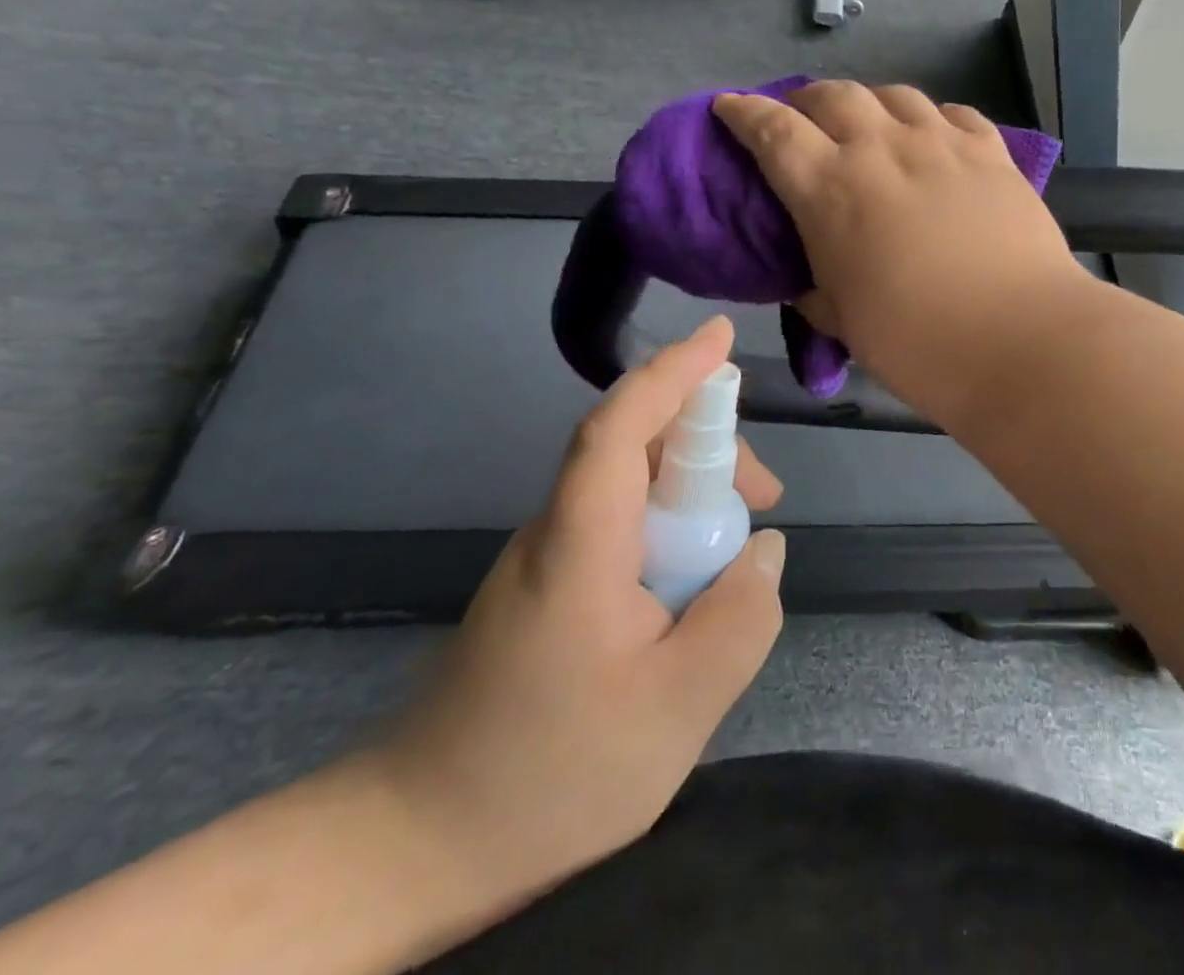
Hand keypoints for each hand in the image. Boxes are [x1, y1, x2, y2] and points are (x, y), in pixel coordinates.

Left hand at [361, 317, 785, 921]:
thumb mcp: (677, 710)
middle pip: (633, 447)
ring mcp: (546, 558)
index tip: (721, 337)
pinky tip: (692, 585)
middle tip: (767, 493)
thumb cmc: (550, 774)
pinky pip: (619, 525)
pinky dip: (668, 527)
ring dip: (692, 491)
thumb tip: (766, 547)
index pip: (620, 427)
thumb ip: (739, 620)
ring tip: (739, 550)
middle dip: (708, 445)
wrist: (416, 845)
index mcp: (581, 544)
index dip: (672, 373)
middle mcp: (557, 531)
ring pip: (629, 486)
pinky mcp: (547, 586)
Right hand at [712, 81, 1091, 419]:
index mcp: (831, 189)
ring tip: (869, 123)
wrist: (1021, 340)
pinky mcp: (992, 153)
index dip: (744, 112)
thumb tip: (814, 285)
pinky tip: (933, 137)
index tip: (729, 106)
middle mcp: (882, 149)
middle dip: (807, 100)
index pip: (772, 130)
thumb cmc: (917, 343)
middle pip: (833, 96)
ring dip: (869, 103)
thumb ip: (819, 292)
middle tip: (803, 120)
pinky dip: (931, 119)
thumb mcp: (845, 322)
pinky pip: (954, 114)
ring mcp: (942, 144)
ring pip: (895, 95)